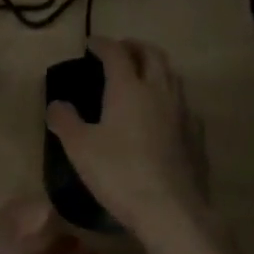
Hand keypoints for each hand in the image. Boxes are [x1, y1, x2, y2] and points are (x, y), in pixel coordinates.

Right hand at [46, 37, 212, 245]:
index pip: (116, 53)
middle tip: (120, 50)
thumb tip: (56, 103)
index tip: (91, 43)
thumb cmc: (119, 173)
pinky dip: (170, 96)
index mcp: (129, 88)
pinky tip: (163, 112)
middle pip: (152, 54)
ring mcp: (183, 112)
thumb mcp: (79, 148)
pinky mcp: (196, 135)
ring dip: (156, 67)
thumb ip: (65, 121)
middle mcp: (159, 91)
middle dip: (135, 46)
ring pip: (172, 75)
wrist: (171, 210)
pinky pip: (183, 103)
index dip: (103, 44)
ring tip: (142, 75)